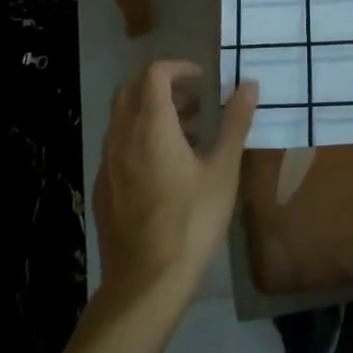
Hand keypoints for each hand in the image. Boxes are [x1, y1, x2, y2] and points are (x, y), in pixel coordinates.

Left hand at [93, 61, 256, 305]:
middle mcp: (123, 135)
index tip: (203, 79)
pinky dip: (139, 139)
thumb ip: (235, 123)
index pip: (155, 73)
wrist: (145, 285)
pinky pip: (118, 147)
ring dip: (151, 113)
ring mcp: (108, 163)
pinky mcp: (103, 189)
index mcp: (152, 124)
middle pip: (133, 90)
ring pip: (123, 119)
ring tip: (187, 136)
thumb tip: (249, 85)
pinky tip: (164, 170)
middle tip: (194, 103)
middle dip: (163, 87)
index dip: (179, 68)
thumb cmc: (191, 221)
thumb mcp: (223, 171)